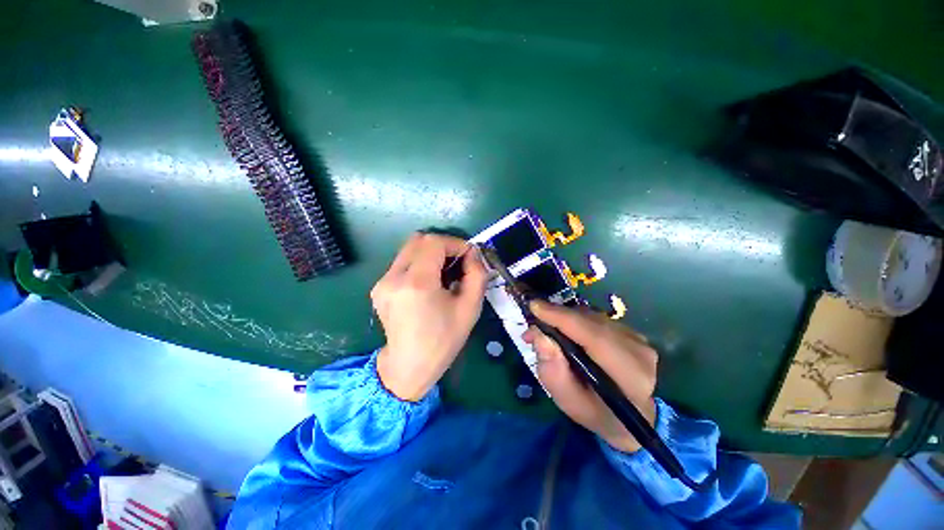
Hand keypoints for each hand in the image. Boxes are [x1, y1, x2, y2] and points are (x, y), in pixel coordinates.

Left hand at [371, 233, 487, 400]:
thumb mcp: (470, 308)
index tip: (468, 256)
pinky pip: (402, 263)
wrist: (409, 367)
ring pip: (409, 250)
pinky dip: (419, 264)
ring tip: (444, 274)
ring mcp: (382, 282)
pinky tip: (428, 283)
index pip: (433, 242)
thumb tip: (472, 253)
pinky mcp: (378, 287)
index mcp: (417, 283)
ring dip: (430, 254)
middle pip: (418, 240)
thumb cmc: (443, 340)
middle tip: (457, 263)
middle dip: (442, 245)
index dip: (454, 243)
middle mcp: (393, 277)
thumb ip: (477, 274)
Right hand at [522, 300, 657, 451]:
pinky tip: (564, 331)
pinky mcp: (633, 332)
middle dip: (557, 317)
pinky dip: (575, 320)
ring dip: (565, 318)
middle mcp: (639, 352)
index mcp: (629, 376)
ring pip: (592, 317)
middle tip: (533, 325)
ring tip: (545, 330)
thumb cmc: (594, 411)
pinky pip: (597, 318)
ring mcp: (639, 340)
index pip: (593, 336)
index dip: (562, 318)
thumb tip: (540, 336)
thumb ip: (552, 371)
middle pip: (590, 322)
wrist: (629, 416)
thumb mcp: (567, 400)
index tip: (534, 307)